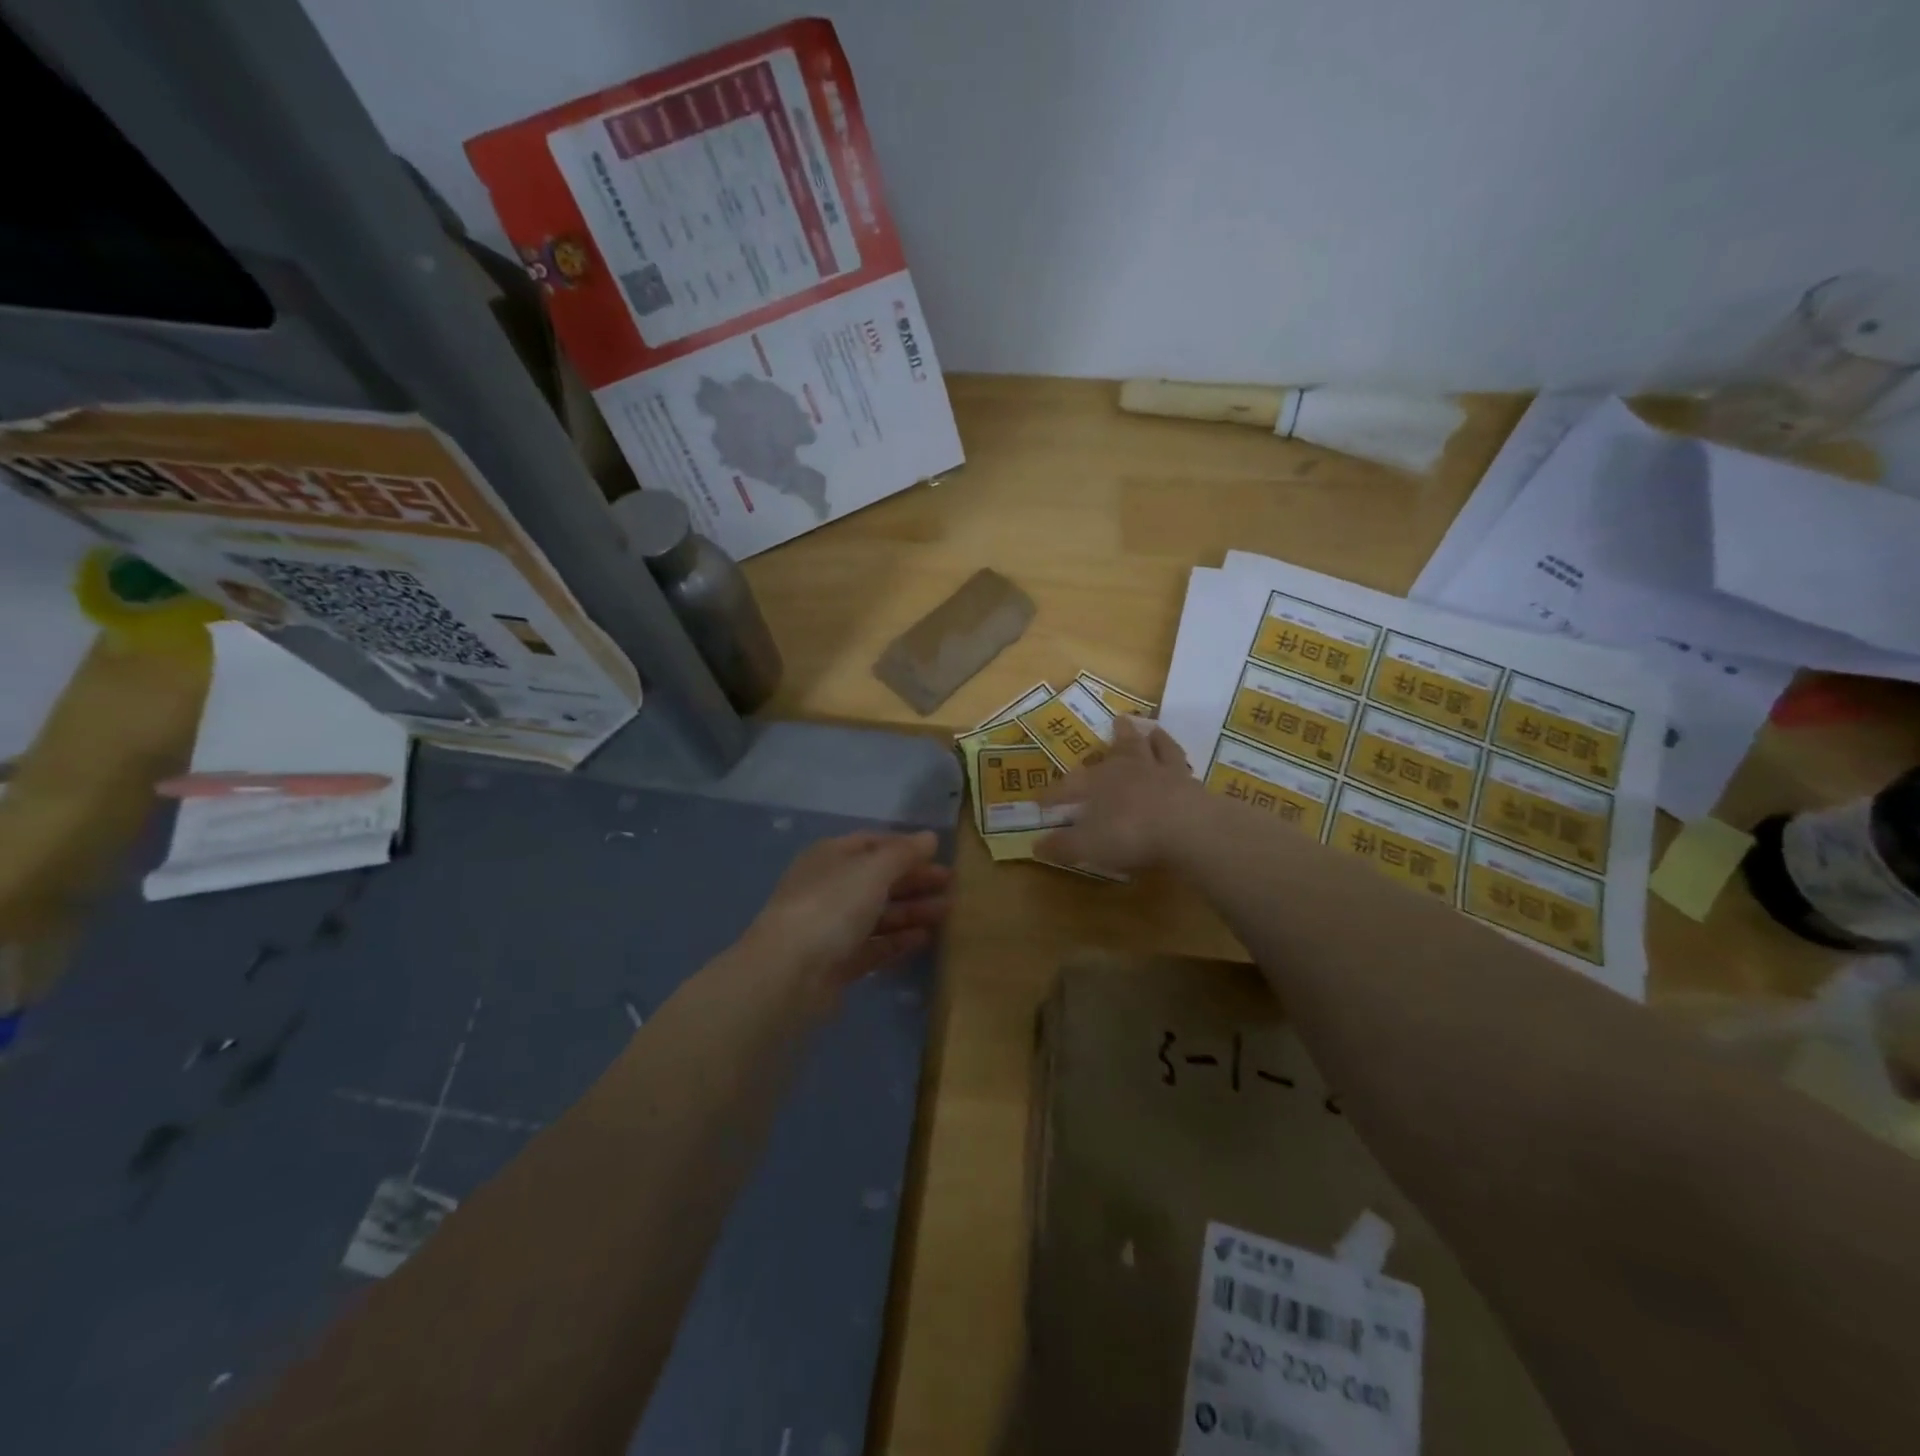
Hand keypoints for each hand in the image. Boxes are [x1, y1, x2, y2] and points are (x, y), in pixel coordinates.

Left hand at [742, 831, 951, 994]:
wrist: (789, 973)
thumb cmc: (832, 906)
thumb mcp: (873, 870)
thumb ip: (904, 853)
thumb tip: (930, 837)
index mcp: (830, 857)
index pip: (872, 843)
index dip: (905, 846)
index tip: (939, 855)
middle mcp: (829, 888)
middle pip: (877, 879)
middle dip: (914, 880)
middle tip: (952, 885)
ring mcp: (831, 927)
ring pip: (878, 914)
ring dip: (912, 910)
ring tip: (947, 912)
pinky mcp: (837, 963)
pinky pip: (874, 946)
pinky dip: (898, 941)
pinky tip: (925, 939)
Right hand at [1036, 717, 1201, 874]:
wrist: (1187, 828)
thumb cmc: (1129, 834)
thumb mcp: (1088, 846)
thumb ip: (1063, 845)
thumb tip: (1036, 846)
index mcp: (1098, 783)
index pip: (1069, 786)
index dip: (1053, 794)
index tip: (1041, 800)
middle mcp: (1129, 770)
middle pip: (1120, 748)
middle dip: (1116, 736)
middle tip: (1118, 720)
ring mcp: (1163, 773)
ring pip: (1155, 748)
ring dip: (1152, 739)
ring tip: (1152, 730)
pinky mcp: (1190, 784)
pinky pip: (1183, 765)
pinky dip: (1179, 760)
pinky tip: (1182, 761)